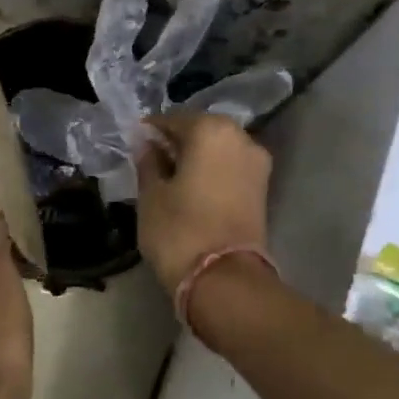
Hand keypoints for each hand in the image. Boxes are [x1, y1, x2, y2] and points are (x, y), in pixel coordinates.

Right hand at [133, 113, 272, 295]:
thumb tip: (145, 142)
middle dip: (177, 142)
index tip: (135, 144)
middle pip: (201, 131)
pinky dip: (212, 172)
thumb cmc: (178, 230)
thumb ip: (148, 161)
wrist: (224, 279)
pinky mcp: (263, 189)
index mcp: (211, 130)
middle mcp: (241, 138)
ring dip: (196, 158)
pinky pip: (230, 168)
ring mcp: (257, 164)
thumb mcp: (151, 194)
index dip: (151, 131)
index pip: (173, 119)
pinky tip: (191, 189)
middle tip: (151, 161)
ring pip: (218, 150)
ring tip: (171, 178)